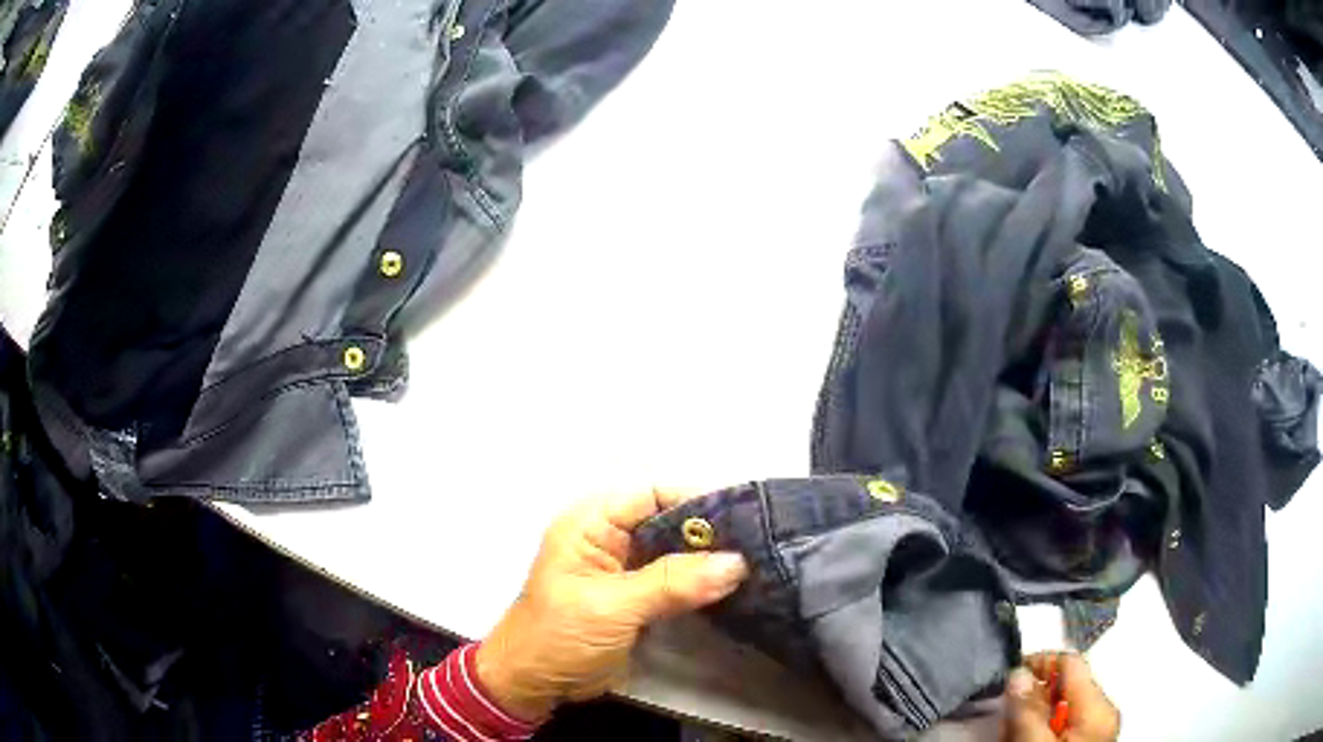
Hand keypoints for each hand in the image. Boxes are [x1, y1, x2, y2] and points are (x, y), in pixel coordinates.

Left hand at [475, 489, 748, 721]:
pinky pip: (675, 580)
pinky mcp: (637, 598)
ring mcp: (625, 570)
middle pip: (668, 521)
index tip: (743, 516)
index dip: (695, 500)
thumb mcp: (612, 607)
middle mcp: (610, 539)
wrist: (535, 684)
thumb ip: (672, 583)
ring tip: (757, 561)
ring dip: (709, 559)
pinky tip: (734, 586)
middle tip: (758, 542)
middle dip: (710, 532)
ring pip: (675, 552)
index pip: (650, 495)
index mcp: (591, 525)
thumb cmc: (558, 637)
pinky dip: (702, 583)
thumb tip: (735, 562)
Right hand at [1004, 652, 1119, 740]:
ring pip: (1063, 707)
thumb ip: (1028, 711)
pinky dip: (1042, 729)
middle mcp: (1102, 712)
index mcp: (1098, 706)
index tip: (1009, 677)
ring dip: (1034, 716)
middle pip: (1067, 686)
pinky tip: (1025, 741)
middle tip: (1004, 717)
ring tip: (1011, 735)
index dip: (1040, 662)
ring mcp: (1096, 729)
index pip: (1071, 663)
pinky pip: (1064, 725)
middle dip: (1033, 698)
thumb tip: (1018, 674)